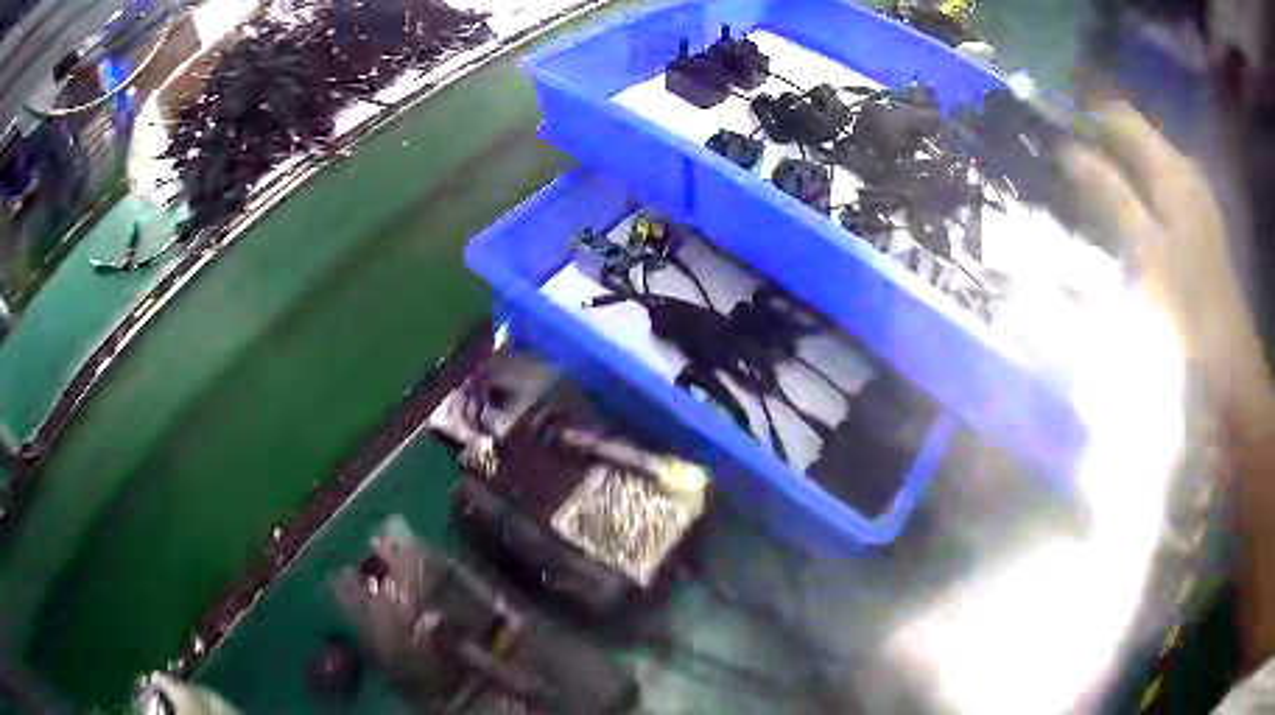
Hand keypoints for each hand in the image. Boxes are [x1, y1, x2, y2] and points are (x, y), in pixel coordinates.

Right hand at [1061, 102, 1272, 440]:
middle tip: (1060, 174)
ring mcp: (1193, 207)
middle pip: (1133, 143)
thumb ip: (1108, 193)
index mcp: (1173, 170)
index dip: (1083, 117)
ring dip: (1113, 181)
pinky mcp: (1195, 237)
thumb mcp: (1144, 251)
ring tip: (1081, 203)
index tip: (1049, 134)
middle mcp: (1184, 176)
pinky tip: (1116, 232)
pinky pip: (1156, 203)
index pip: (1120, 116)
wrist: (1228, 376)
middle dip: (1096, 150)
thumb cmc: (1188, 314)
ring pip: (1143, 174)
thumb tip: (1069, 149)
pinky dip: (1132, 207)